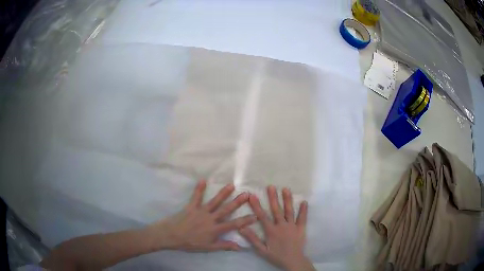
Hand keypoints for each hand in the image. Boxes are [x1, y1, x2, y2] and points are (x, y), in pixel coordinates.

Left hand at [147, 180, 255, 251]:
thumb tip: (239, 247)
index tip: (255, 215)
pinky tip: (203, 180)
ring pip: (214, 201)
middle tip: (247, 194)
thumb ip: (223, 245)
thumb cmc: (190, 243)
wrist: (171, 235)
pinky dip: (199, 189)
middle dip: (237, 202)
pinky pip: (196, 197)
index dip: (245, 220)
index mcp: (215, 229)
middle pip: (226, 210)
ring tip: (231, 185)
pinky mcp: (191, 207)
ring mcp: (201, 211)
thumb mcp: (208, 247)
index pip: (233, 224)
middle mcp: (210, 218)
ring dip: (223, 193)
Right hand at [239, 186, 313, 270]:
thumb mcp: (261, 250)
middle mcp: (282, 226)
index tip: (252, 195)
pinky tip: (304, 201)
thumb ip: (252, 239)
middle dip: (273, 198)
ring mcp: (292, 226)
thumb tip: (241, 228)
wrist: (293, 261)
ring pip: (289, 211)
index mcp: (271, 231)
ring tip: (286, 189)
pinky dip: (303, 210)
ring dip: (287, 200)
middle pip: (276, 210)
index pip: (262, 216)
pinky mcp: (301, 228)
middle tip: (271, 186)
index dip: (256, 205)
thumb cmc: (276, 256)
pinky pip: (302, 218)